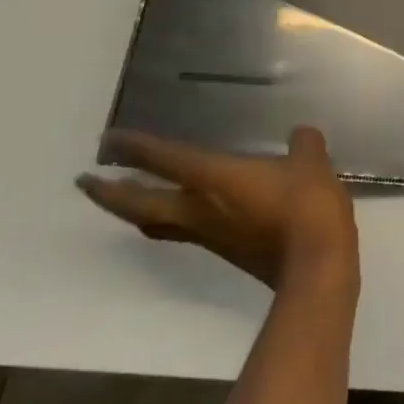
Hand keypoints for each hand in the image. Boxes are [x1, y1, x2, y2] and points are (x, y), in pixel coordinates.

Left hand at [77, 126, 357, 293]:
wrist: (316, 266)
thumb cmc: (307, 208)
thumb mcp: (312, 164)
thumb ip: (303, 146)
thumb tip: (301, 137)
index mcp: (212, 179)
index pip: (163, 159)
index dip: (134, 147)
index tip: (109, 139)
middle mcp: (199, 209)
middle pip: (139, 203)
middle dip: (109, 192)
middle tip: (87, 181)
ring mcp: (210, 235)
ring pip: (155, 224)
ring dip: (134, 211)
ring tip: (126, 199)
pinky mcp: (226, 252)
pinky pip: (184, 232)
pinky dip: (171, 220)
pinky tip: (189, 212)